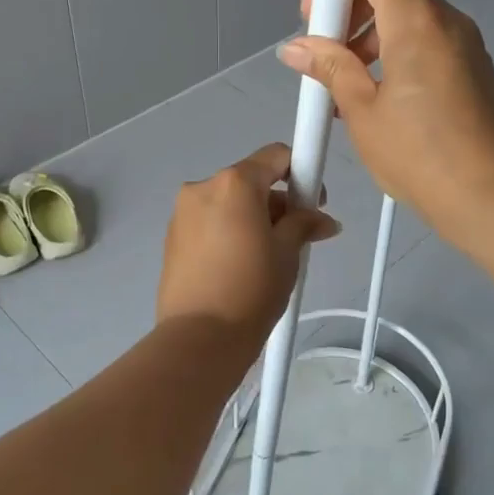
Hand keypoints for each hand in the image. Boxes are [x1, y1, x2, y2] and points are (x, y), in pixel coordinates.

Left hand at [156, 144, 340, 347]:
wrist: (200, 338)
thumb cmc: (252, 288)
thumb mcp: (288, 253)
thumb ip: (304, 224)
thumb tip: (322, 220)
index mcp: (234, 183)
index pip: (275, 156)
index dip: (301, 172)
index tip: (312, 202)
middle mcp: (202, 187)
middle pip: (250, 181)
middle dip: (276, 202)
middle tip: (295, 238)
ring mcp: (182, 212)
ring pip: (228, 203)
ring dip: (251, 218)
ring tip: (266, 259)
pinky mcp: (171, 237)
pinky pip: (209, 222)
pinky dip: (228, 232)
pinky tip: (239, 267)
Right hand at [279, 0, 493, 246]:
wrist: (492, 199)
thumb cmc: (419, 155)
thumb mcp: (363, 112)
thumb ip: (330, 68)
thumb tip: (296, 48)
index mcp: (416, 20)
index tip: (318, 16)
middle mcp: (446, 19)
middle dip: (351, 7)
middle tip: (328, 50)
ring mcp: (465, 42)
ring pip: (409, 13)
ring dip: (372, 33)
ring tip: (349, 83)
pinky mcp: (474, 66)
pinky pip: (428, 39)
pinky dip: (397, 51)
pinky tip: (380, 97)